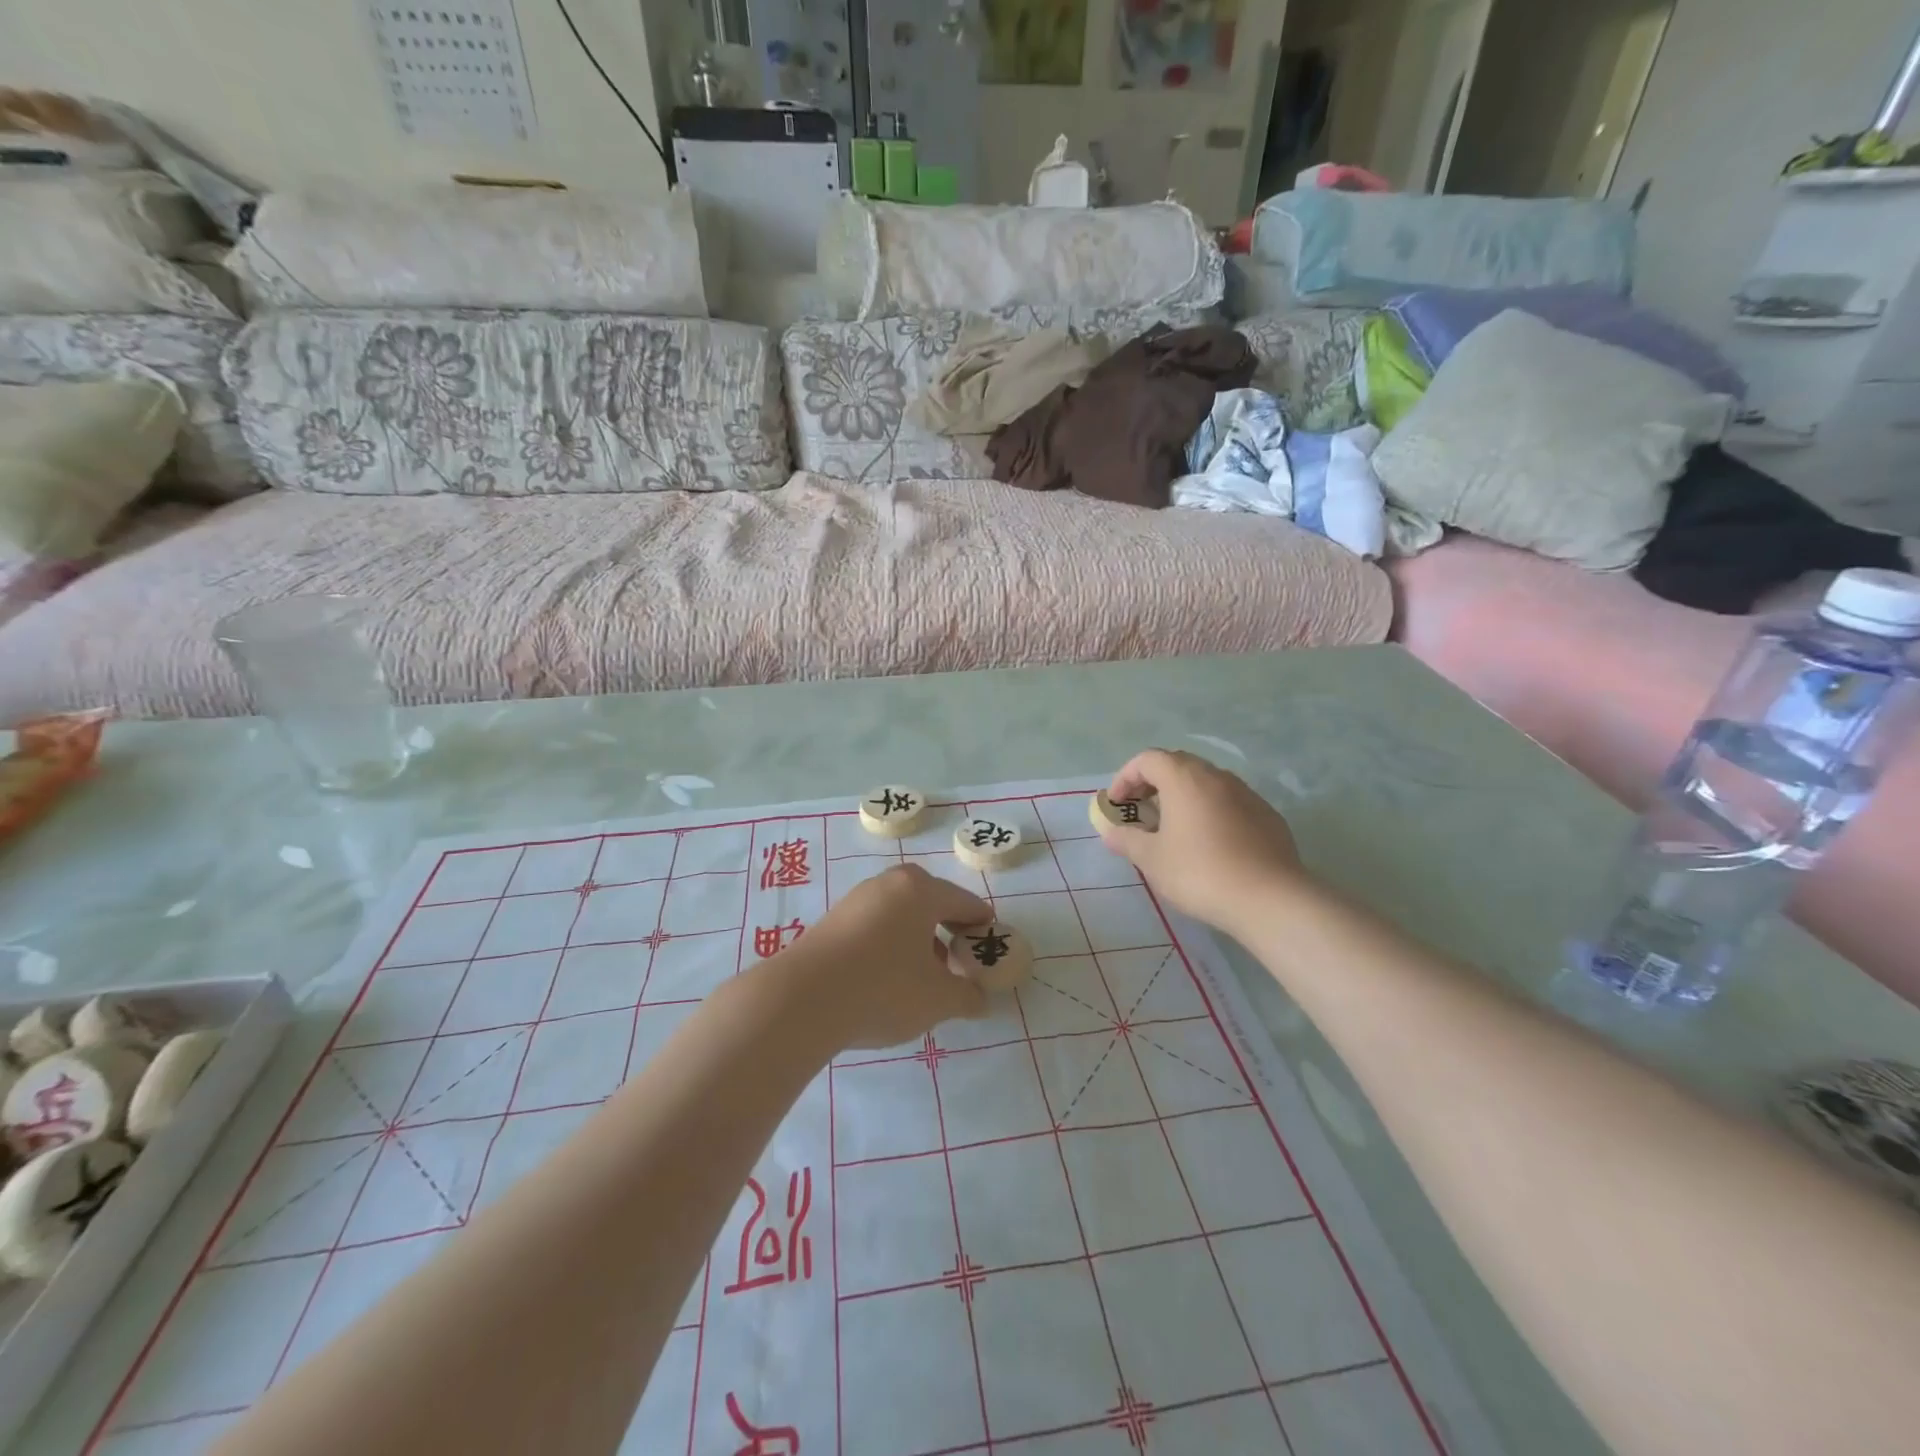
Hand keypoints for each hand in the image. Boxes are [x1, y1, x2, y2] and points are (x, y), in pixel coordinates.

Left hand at [773, 864, 990, 1049]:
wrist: (802, 1000)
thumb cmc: (883, 989)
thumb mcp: (938, 999)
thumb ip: (966, 996)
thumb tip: (979, 999)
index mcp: (920, 890)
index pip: (964, 902)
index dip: (981, 924)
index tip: (991, 943)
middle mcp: (888, 884)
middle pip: (930, 901)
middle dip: (948, 929)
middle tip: (959, 958)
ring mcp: (856, 900)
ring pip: (900, 914)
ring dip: (917, 938)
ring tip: (925, 974)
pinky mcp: (832, 921)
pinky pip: (875, 926)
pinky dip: (890, 944)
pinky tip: (888, 977)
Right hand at [1098, 749, 1310, 938]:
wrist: (1270, 899)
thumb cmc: (1200, 873)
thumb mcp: (1152, 860)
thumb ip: (1126, 840)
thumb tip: (1109, 831)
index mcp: (1184, 779)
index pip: (1148, 759)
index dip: (1126, 777)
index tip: (1117, 804)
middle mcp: (1216, 776)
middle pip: (1178, 765)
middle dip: (1154, 783)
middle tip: (1141, 812)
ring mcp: (1246, 793)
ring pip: (1206, 783)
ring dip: (1184, 796)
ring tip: (1173, 828)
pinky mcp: (1267, 815)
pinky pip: (1229, 802)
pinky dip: (1210, 811)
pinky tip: (1209, 843)